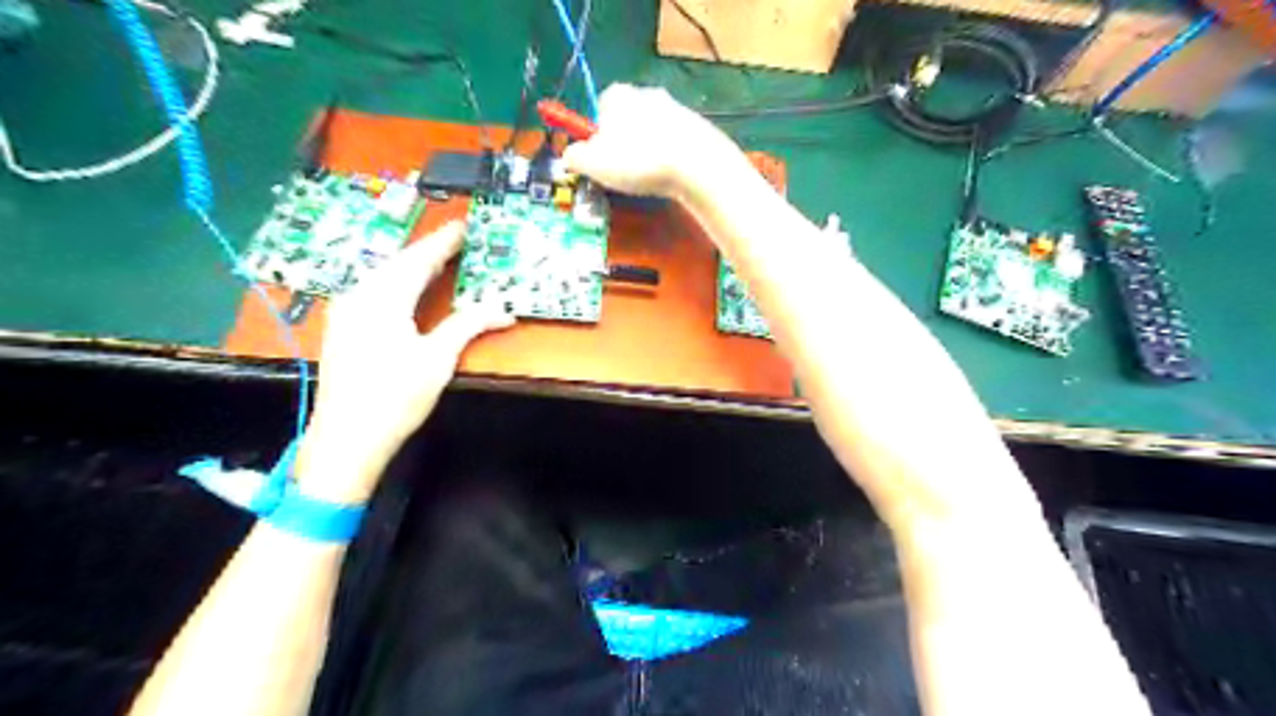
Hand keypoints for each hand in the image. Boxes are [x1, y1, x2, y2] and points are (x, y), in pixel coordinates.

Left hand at [297, 221, 514, 499]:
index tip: (463, 226)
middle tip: (454, 241)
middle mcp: (359, 297)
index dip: (443, 243)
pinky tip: (405, 290)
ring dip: (410, 266)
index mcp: (383, 299)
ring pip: (382, 277)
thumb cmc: (396, 397)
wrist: (347, 439)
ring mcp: (346, 313)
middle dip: (427, 251)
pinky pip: (373, 292)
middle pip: (397, 264)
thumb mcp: (438, 359)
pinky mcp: (343, 330)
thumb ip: (467, 326)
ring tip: (435, 261)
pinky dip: (396, 283)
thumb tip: (503, 310)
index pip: (418, 260)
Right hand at [558, 83, 737, 197]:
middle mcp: (647, 93)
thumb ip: (575, 157)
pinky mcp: (698, 127)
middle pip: (627, 119)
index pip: (598, 109)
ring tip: (649, 178)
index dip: (596, 136)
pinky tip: (671, 177)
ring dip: (648, 151)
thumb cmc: (637, 161)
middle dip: (623, 143)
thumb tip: (569, 155)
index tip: (599, 160)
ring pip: (653, 132)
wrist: (696, 165)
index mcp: (618, 95)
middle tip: (623, 172)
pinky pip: (676, 144)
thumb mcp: (593, 163)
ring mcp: (676, 108)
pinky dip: (670, 158)